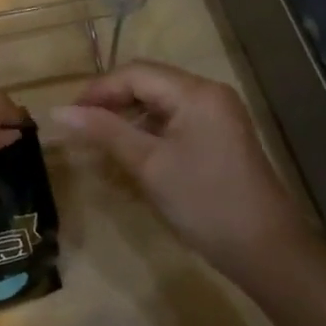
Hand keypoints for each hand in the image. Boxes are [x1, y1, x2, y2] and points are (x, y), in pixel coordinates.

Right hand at [51, 61, 317, 279]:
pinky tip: (128, 151)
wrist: (267, 252)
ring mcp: (216, 115)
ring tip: (97, 140)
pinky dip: (147, 130)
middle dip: (110, 101)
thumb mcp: (148, 165)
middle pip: (147, 82)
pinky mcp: (218, 136)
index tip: (68, 115)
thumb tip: (58, 111)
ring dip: (127, 116)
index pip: (135, 73)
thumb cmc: (205, 202)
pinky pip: (173, 120)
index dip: (97, 90)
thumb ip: (103, 131)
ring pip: (159, 102)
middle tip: (79, 127)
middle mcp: (208, 93)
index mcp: (195, 92)